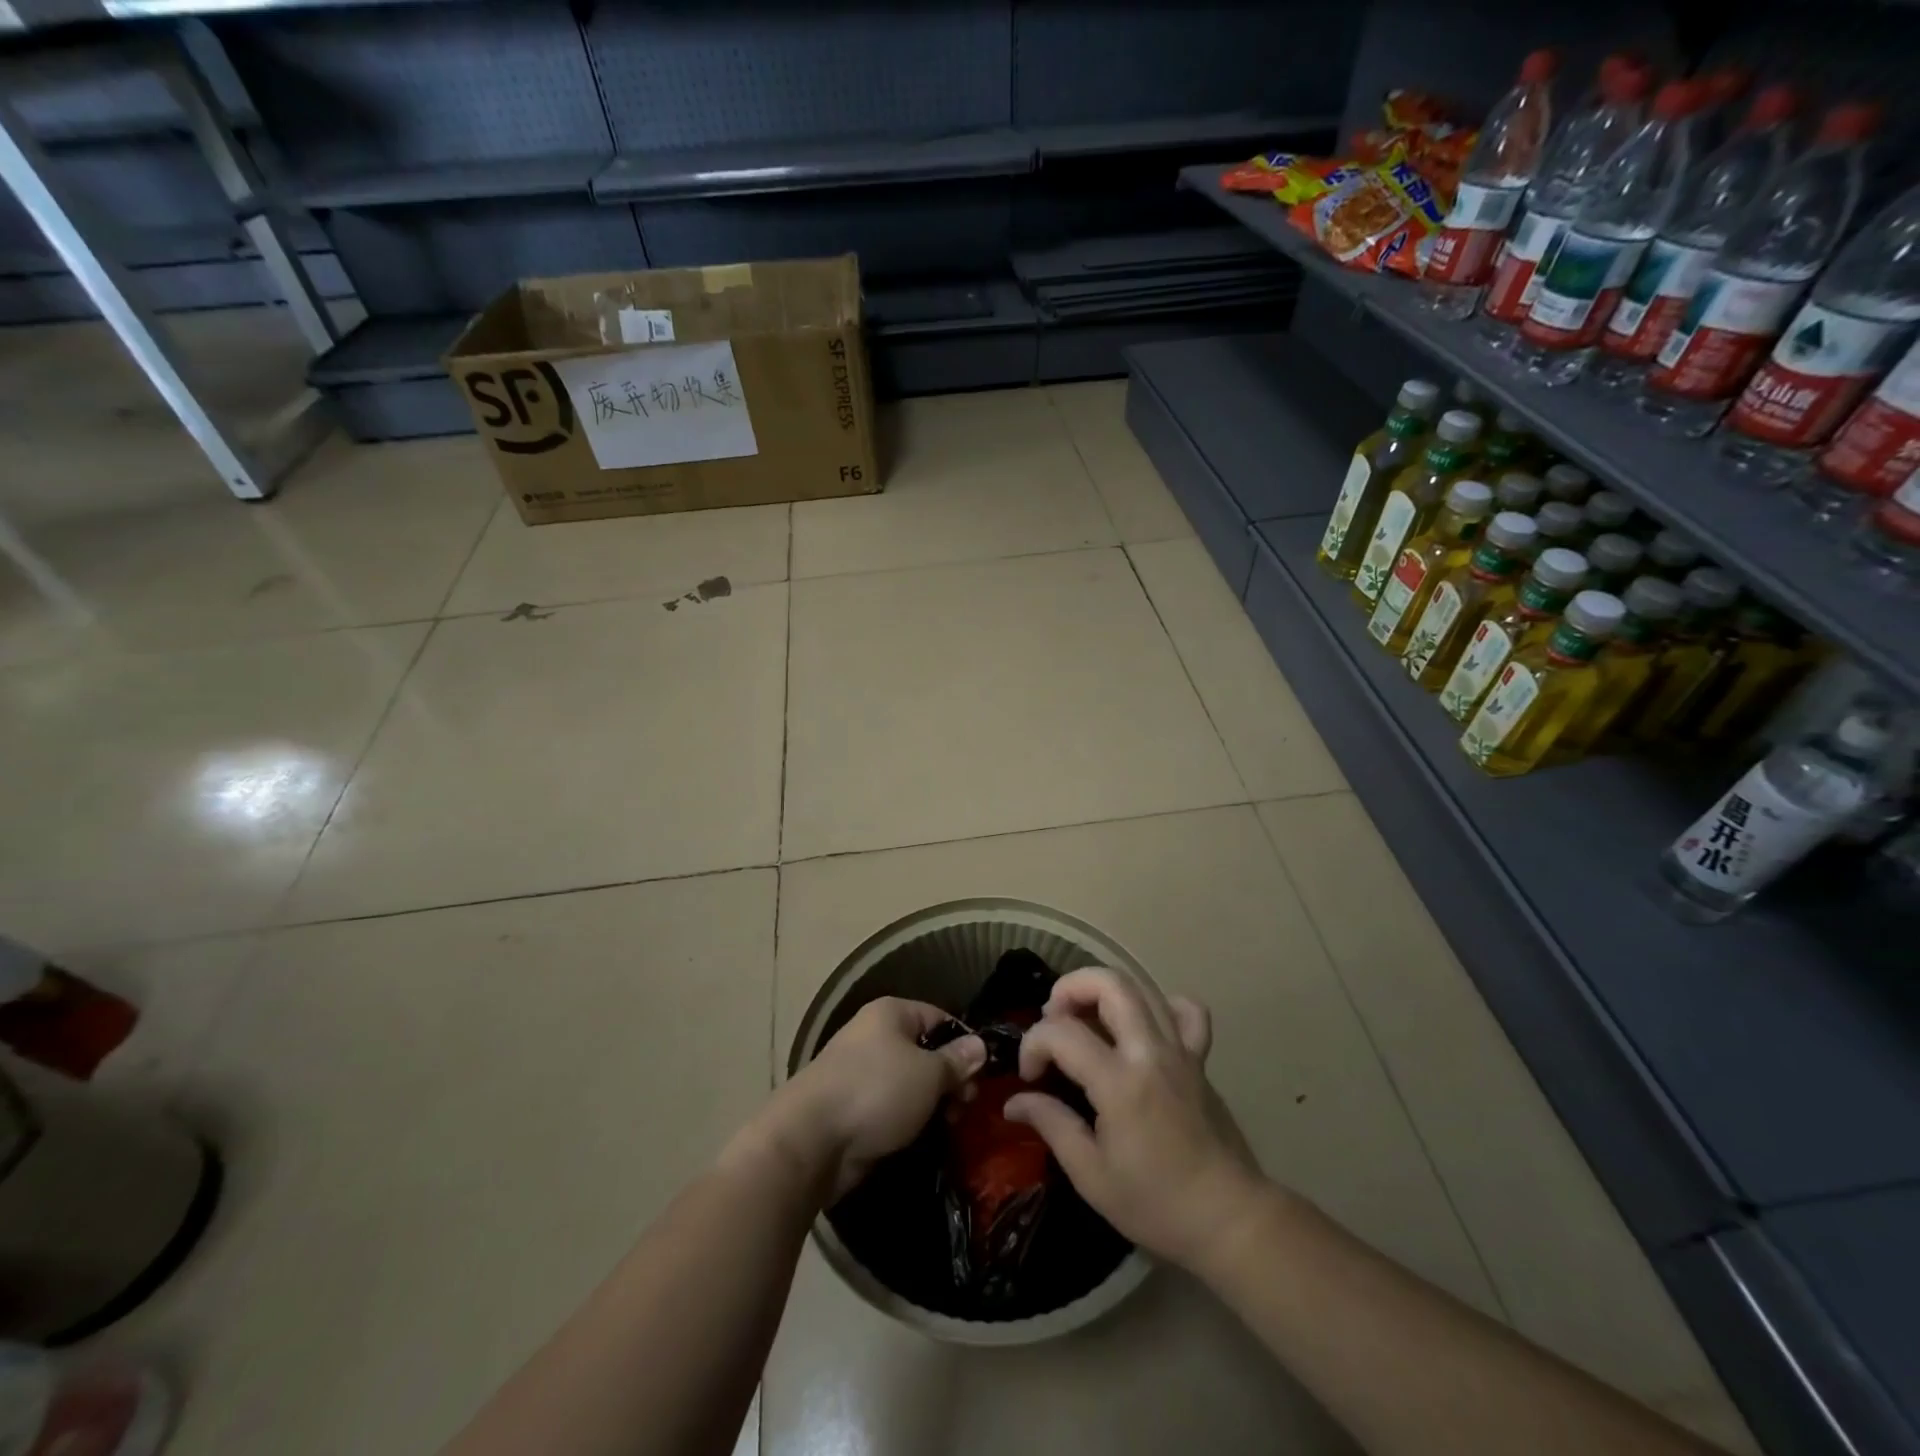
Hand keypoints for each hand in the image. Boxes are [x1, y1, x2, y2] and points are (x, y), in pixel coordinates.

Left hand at [768, 998, 985, 1202]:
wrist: (811, 1140)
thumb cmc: (876, 1091)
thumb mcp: (928, 1074)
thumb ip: (956, 1060)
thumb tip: (980, 1045)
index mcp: (891, 1013)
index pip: (939, 1018)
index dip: (964, 1044)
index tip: (981, 1076)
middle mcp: (874, 1035)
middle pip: (925, 1051)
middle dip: (950, 1079)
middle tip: (965, 1108)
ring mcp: (860, 1071)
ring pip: (909, 1082)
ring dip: (932, 1103)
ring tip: (949, 1126)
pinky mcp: (852, 1107)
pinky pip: (891, 1106)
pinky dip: (909, 1120)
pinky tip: (924, 1137)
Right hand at [1004, 968, 1262, 1270]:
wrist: (1229, 1220)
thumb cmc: (1157, 1205)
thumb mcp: (1092, 1176)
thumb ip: (1052, 1125)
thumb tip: (1014, 1101)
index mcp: (1119, 1082)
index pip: (1062, 1033)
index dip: (1033, 1044)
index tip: (1029, 1076)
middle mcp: (1150, 1051)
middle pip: (1108, 984)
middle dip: (1068, 990)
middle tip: (1052, 1020)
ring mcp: (1180, 1050)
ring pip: (1142, 988)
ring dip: (1104, 991)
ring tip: (1086, 1018)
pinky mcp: (1200, 1059)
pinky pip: (1186, 1011)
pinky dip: (1160, 1005)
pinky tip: (1142, 1027)